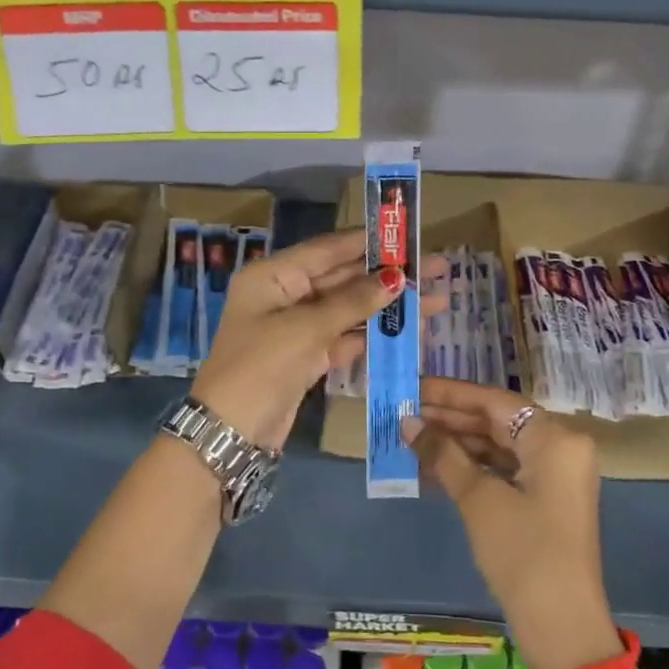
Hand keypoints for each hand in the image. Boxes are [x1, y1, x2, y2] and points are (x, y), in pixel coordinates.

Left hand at [192, 229, 443, 450]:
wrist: (231, 432)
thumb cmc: (261, 366)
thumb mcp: (305, 329)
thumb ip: (352, 302)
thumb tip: (396, 277)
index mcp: (273, 275)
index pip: (328, 249)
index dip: (370, 242)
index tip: (409, 236)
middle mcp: (285, 294)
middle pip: (343, 277)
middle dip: (388, 275)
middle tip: (437, 269)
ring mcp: (298, 326)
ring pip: (350, 308)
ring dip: (388, 306)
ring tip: (436, 301)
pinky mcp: (308, 355)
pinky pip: (346, 336)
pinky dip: (375, 334)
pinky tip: (410, 332)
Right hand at [404, 379, 618, 668]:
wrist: (562, 626)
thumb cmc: (523, 552)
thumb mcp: (478, 499)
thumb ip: (443, 454)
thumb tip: (408, 422)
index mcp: (555, 438)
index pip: (494, 401)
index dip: (450, 394)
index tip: (412, 387)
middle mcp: (560, 448)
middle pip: (497, 421)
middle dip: (450, 420)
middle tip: (403, 413)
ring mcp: (554, 476)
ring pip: (498, 446)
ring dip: (456, 445)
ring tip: (410, 439)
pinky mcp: (545, 500)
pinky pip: (504, 470)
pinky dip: (471, 468)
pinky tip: (433, 468)